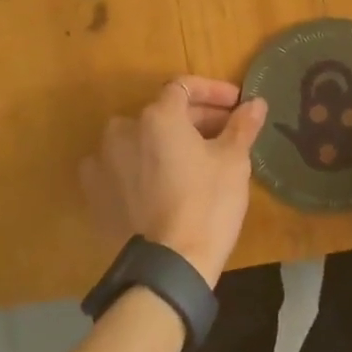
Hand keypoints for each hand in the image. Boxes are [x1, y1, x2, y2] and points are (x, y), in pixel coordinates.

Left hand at [81, 77, 268, 285]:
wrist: (170, 264)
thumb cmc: (208, 203)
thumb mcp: (233, 161)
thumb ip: (242, 126)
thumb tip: (256, 103)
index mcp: (158, 116)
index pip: (185, 87)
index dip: (214, 91)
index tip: (236, 105)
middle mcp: (123, 129)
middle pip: (163, 113)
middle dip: (195, 119)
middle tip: (224, 135)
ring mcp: (102, 161)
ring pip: (140, 139)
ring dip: (165, 142)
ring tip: (192, 161)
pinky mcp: (94, 192)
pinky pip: (120, 167)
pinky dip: (140, 167)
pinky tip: (160, 183)